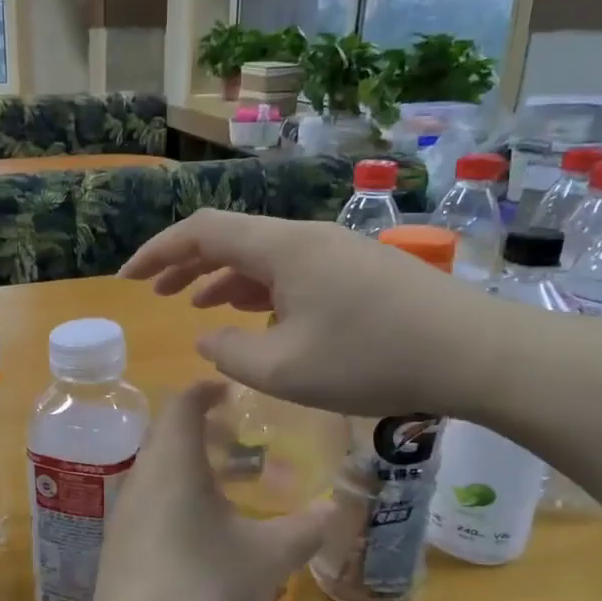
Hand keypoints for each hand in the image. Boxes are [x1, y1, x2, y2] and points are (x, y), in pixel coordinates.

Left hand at [86, 380, 333, 600]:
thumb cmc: (205, 592)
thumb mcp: (266, 559)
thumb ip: (303, 529)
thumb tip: (332, 510)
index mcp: (171, 466)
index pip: (182, 405)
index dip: (207, 390)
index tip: (234, 391)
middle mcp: (140, 480)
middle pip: (169, 437)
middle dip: (206, 432)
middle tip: (245, 442)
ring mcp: (123, 516)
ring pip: (159, 473)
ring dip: (194, 469)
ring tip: (234, 486)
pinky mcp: (118, 548)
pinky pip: (150, 504)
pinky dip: (179, 499)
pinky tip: (207, 532)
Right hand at [119, 211, 520, 420]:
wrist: (474, 352)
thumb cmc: (372, 359)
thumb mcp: (285, 369)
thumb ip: (230, 355)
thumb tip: (207, 339)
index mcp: (281, 247)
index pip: (202, 231)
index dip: (158, 251)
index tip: (127, 278)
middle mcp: (305, 238)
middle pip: (231, 238)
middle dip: (186, 263)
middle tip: (155, 292)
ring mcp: (336, 252)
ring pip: (263, 256)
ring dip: (224, 278)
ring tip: (195, 305)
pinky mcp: (359, 272)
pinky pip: (293, 272)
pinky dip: (261, 290)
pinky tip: (256, 317)